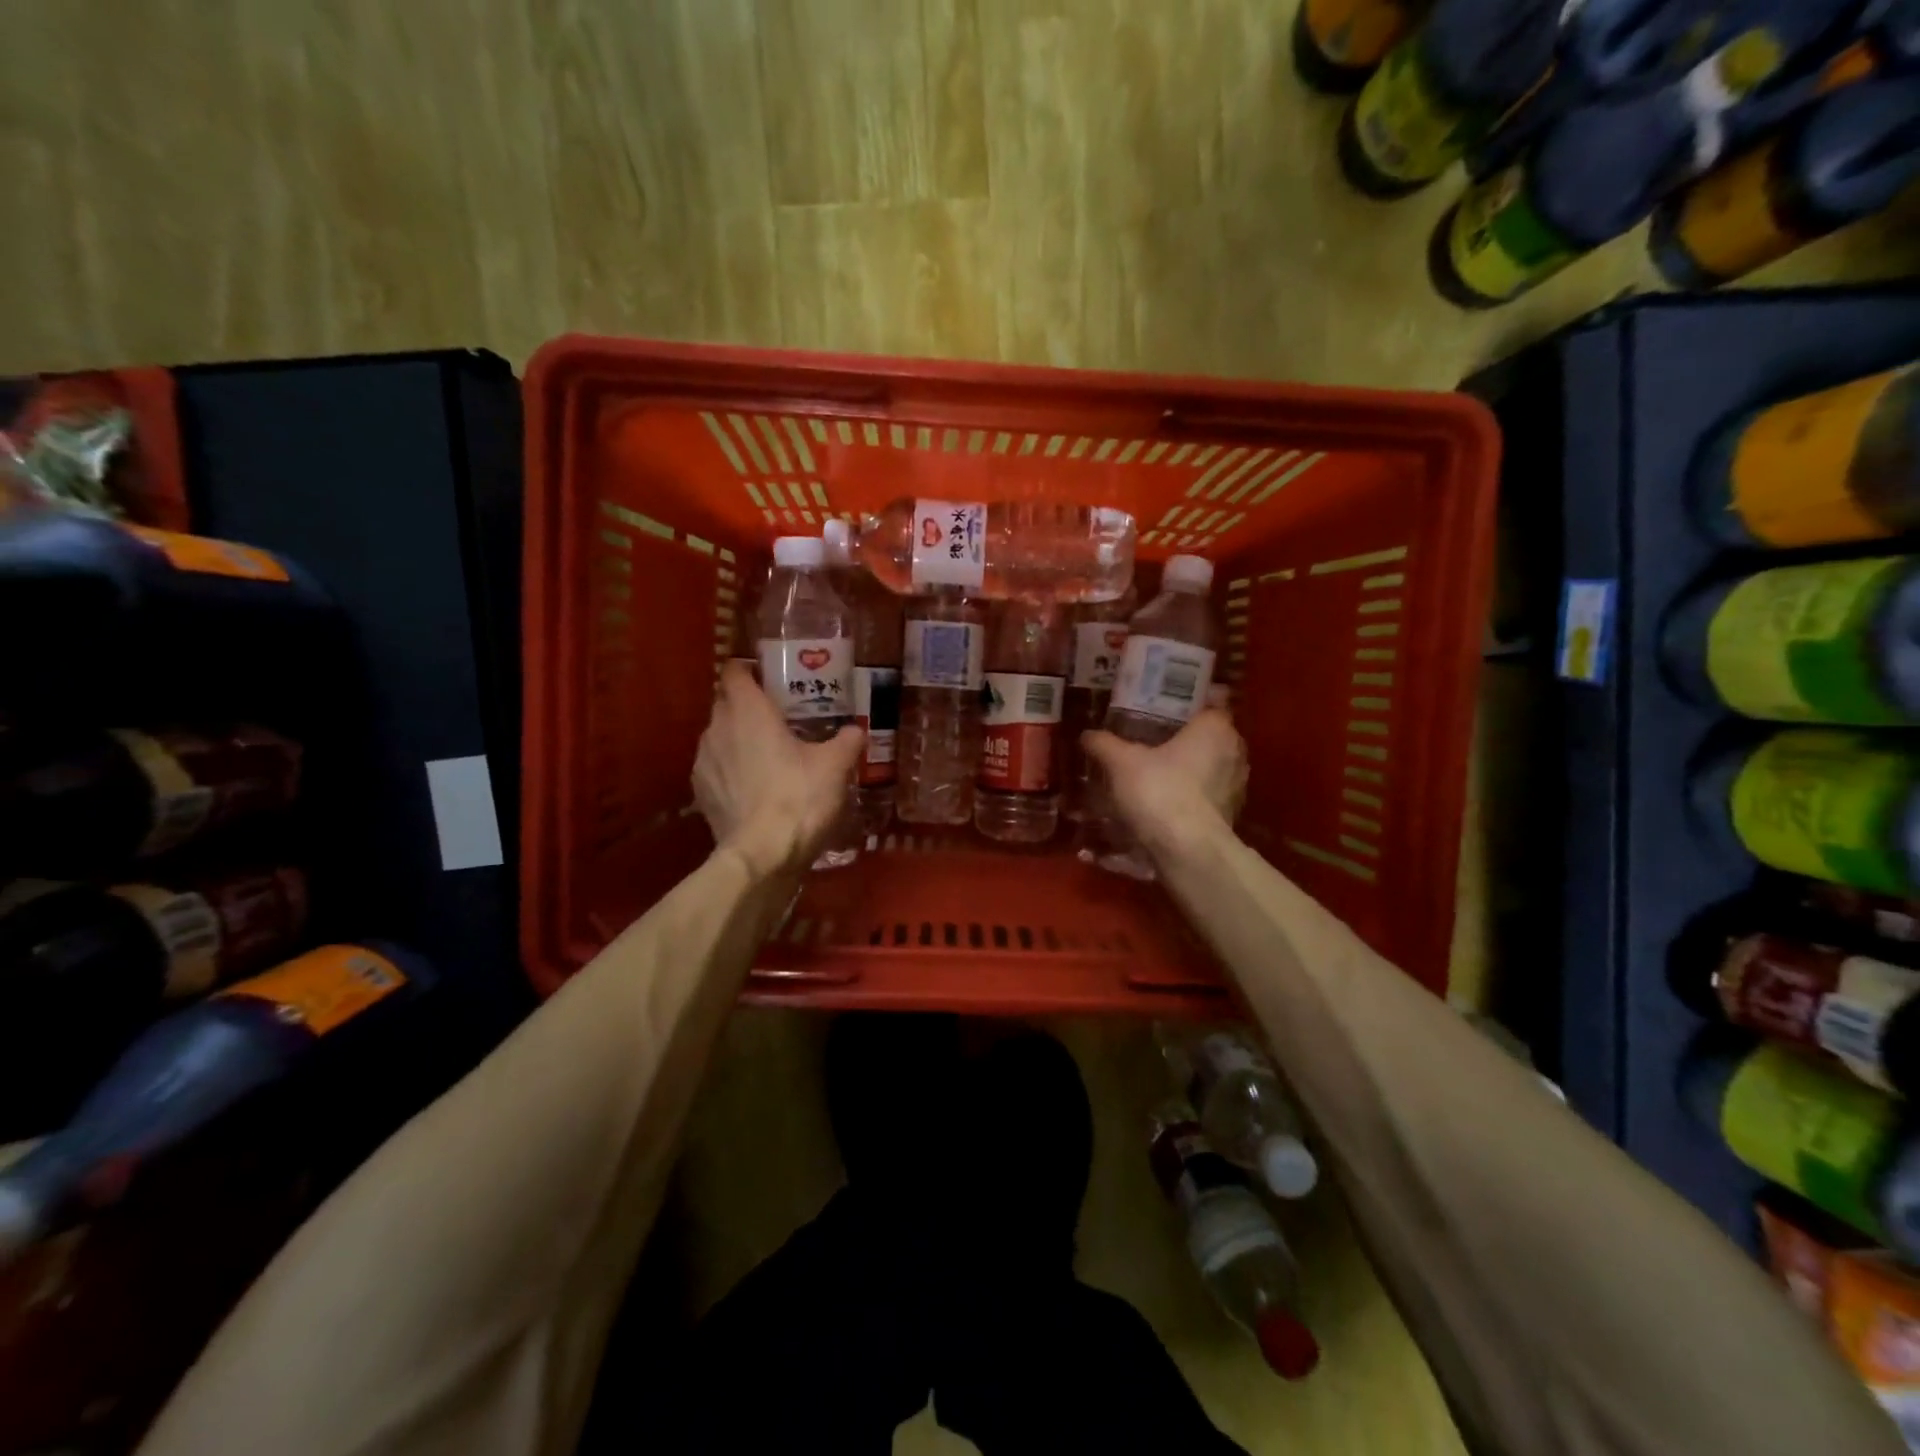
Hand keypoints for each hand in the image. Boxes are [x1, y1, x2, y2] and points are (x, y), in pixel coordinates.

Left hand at [694, 664, 864, 878]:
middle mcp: (717, 727)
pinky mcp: (699, 792)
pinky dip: (731, 769)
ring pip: (719, 736)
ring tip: (767, 756)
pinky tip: (753, 787)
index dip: (750, 670)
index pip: (735, 670)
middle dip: (748, 706)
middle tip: (779, 719)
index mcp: (748, 710)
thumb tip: (856, 730)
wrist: (761, 855)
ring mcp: (703, 761)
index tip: (770, 679)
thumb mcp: (835, 766)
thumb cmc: (799, 797)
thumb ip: (846, 741)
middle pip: (726, 702)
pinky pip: (715, 767)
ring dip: (738, 739)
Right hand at [1081, 708, 1246, 859]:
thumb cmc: (1160, 790)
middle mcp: (1235, 752)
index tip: (1163, 711)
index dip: (1187, 706)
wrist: (1187, 849)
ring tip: (1156, 774)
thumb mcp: (1121, 763)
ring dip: (1188, 770)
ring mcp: (1237, 786)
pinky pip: (1208, 796)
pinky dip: (1191, 797)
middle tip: (1152, 741)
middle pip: (1208, 738)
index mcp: (1216, 728)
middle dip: (1184, 740)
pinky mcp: (1231, 815)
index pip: (1210, 705)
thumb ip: (1104, 744)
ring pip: (1210, 768)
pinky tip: (1165, 802)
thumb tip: (1087, 734)